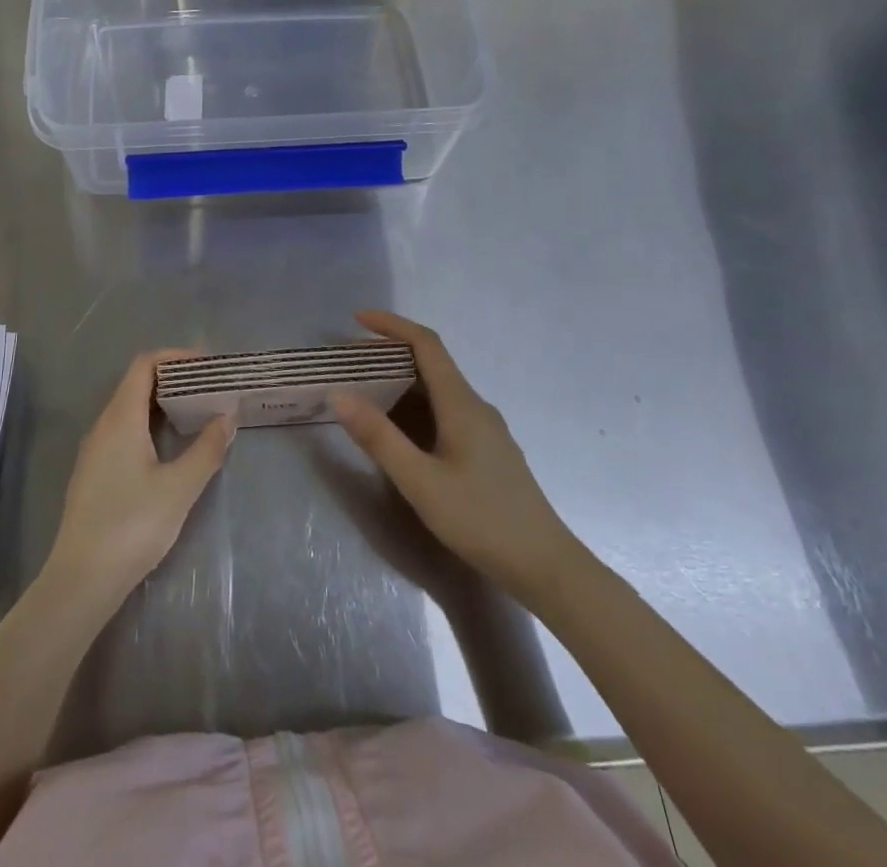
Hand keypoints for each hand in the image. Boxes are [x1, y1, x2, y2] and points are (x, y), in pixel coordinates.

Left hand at [43, 349, 234, 610]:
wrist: (82, 579)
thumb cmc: (132, 525)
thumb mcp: (179, 487)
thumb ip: (207, 448)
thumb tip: (227, 415)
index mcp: (121, 418)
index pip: (145, 364)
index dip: (176, 357)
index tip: (207, 365)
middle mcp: (103, 425)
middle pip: (137, 383)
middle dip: (174, 378)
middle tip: (209, 388)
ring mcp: (95, 449)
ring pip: (130, 408)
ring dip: (162, 403)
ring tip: (197, 413)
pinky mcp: (94, 472)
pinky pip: (124, 430)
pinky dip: (150, 424)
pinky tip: (170, 447)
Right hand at [333, 311, 576, 598]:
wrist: (546, 567)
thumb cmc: (481, 520)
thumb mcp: (420, 481)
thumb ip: (379, 437)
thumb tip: (339, 394)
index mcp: (461, 403)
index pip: (426, 344)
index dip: (392, 325)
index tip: (357, 318)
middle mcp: (475, 406)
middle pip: (431, 363)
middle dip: (390, 354)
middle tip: (350, 362)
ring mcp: (485, 429)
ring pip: (438, 390)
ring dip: (402, 382)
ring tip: (365, 392)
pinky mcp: (487, 451)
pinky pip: (445, 411)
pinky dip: (416, 406)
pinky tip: (400, 432)